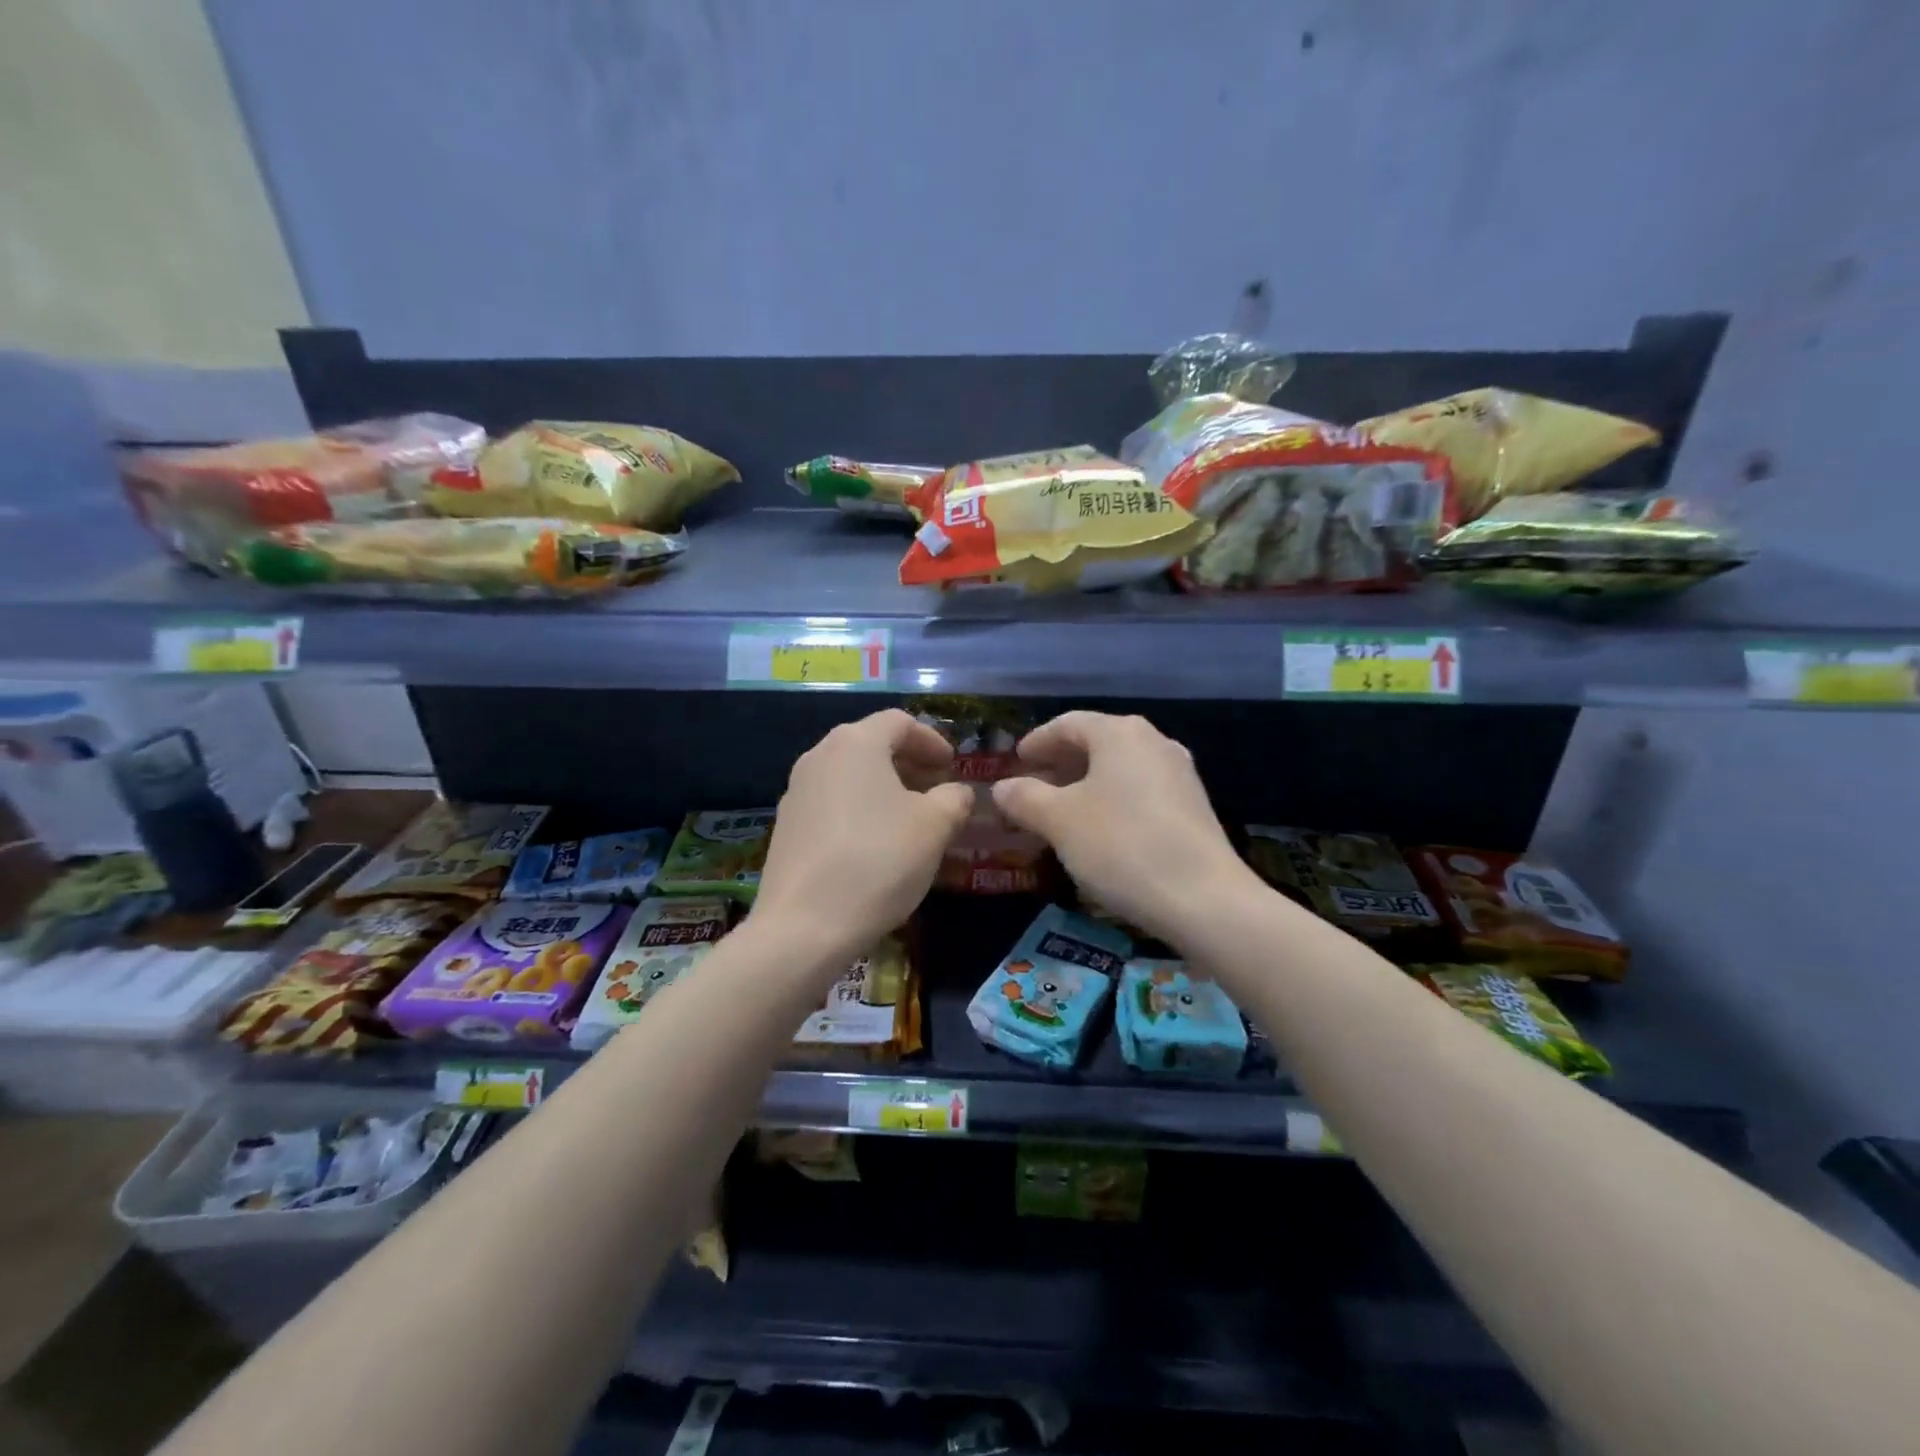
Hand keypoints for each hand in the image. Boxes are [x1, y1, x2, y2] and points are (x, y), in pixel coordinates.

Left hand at [752, 710, 972, 967]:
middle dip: (909, 763)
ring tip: (910, 819)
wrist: (804, 926)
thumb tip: (957, 793)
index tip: (952, 766)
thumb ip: (954, 799)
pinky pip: (831, 802)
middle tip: (937, 790)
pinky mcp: (786, 826)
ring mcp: (796, 791)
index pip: (900, 722)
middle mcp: (819, 756)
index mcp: (855, 743)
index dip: (932, 740)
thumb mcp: (934, 827)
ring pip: (850, 774)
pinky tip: (875, 844)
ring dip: (884, 787)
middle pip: (871, 744)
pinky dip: (859, 808)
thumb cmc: (878, 861)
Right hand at [992, 712, 1259, 943]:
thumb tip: (1002, 787)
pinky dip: (1111, 800)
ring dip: (1085, 784)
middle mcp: (1154, 742)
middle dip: (1060, 763)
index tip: (1016, 761)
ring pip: (1119, 768)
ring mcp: (1179, 774)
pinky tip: (1099, 830)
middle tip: (1032, 787)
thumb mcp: (1059, 822)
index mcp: (1120, 734)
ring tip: (1060, 811)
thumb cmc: (1121, 846)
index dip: (1037, 741)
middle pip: (1096, 743)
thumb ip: (1025, 798)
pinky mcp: (1192, 806)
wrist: (1204, 899)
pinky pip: (1139, 790)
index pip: (1068, 724)